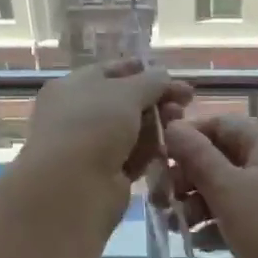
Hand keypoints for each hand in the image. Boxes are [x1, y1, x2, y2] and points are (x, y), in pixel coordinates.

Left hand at [21, 59, 194, 199]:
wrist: (71, 187)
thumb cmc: (93, 125)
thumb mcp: (126, 92)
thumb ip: (150, 81)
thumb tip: (163, 74)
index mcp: (71, 87)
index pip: (109, 71)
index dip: (138, 69)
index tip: (167, 72)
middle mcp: (77, 114)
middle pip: (124, 101)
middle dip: (156, 98)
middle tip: (186, 99)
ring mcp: (90, 146)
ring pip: (131, 129)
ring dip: (157, 123)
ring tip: (181, 121)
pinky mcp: (104, 175)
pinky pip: (132, 156)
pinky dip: (150, 150)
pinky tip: (172, 145)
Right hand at [162, 115, 257, 257]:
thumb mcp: (227, 188)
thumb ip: (196, 154)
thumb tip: (172, 125)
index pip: (217, 124)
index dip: (185, 139)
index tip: (157, 163)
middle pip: (219, 156)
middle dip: (187, 177)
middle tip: (161, 202)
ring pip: (227, 188)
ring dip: (197, 204)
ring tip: (177, 227)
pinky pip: (240, 215)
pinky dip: (217, 224)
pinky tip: (199, 243)